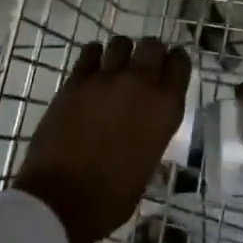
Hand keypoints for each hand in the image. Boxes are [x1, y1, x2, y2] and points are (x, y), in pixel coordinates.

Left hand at [13, 37, 191, 242]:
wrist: (61, 200)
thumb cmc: (112, 197)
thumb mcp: (149, 165)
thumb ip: (153, 133)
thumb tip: (148, 125)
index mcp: (165, 108)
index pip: (180, 64)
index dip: (176, 62)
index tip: (171, 67)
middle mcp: (140, 84)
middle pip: (153, 46)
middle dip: (151, 52)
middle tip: (145, 66)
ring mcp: (105, 79)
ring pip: (121, 43)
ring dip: (123, 52)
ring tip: (117, 66)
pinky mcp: (75, 81)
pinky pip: (90, 52)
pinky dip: (94, 56)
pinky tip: (93, 68)